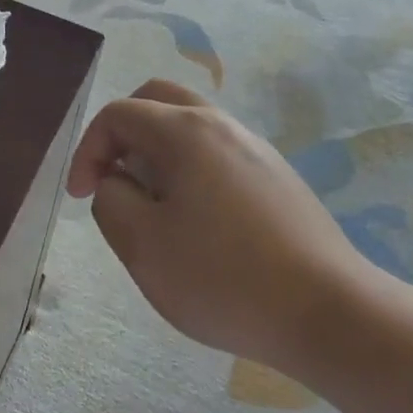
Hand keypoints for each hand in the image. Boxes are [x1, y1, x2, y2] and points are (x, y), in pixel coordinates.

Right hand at [66, 79, 372, 370]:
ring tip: (153, 207)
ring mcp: (255, 148)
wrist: (330, 313)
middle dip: (122, 134)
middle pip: (157, 100)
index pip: (118, 113)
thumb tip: (116, 182)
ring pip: (189, 126)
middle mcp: (220, 125)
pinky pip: (217, 153)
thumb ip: (111, 201)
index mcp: (184, 131)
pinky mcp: (277, 176)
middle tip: (114, 179)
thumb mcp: (143, 246)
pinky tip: (198, 222)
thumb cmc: (224, 278)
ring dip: (157, 152)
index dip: (88, 150)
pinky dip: (189, 168)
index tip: (82, 196)